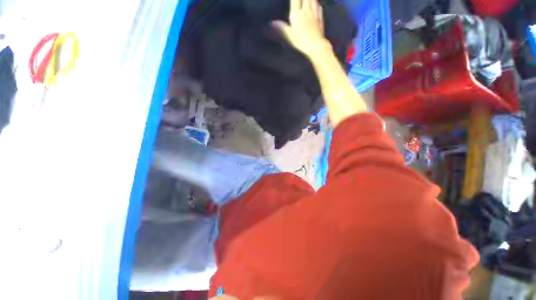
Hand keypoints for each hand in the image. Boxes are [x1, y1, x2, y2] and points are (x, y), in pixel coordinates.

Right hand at [273, 0, 330, 57]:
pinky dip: (317, 3)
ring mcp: (314, 13)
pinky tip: (316, 4)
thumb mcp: (289, 35)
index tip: (292, 1)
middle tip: (299, 1)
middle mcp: (306, 10)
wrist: (316, 45)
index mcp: (297, 13)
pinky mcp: (320, 17)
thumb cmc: (301, 41)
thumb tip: (272, 23)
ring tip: (306, 1)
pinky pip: (319, 6)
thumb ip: (281, 27)